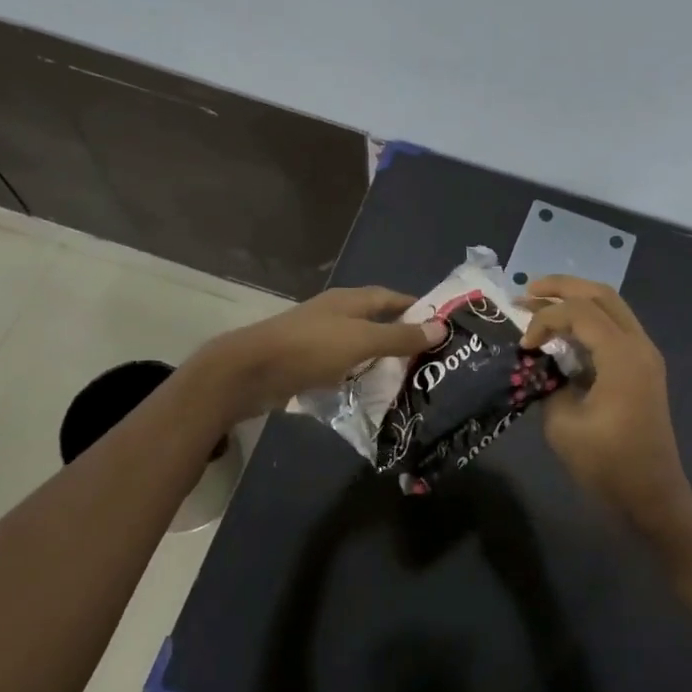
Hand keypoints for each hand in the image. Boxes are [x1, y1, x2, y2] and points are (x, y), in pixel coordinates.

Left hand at [192, 286, 446, 422]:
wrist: (249, 372)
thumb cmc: (310, 349)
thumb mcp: (361, 341)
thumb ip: (400, 337)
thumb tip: (442, 327)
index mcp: (350, 300)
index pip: (392, 298)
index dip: (416, 308)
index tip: (441, 327)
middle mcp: (336, 314)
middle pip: (376, 321)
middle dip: (401, 337)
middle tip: (430, 360)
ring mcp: (318, 338)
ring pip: (358, 346)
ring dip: (379, 360)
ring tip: (407, 380)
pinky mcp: (306, 362)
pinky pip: (341, 367)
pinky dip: (357, 376)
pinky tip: (368, 394)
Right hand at [520, 276, 691, 537]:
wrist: (652, 495)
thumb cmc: (607, 464)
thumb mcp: (563, 424)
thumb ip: (550, 382)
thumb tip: (545, 364)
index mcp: (622, 356)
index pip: (579, 312)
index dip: (544, 318)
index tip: (524, 344)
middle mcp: (639, 345)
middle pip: (600, 294)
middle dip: (561, 287)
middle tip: (526, 290)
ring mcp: (645, 354)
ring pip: (611, 307)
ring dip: (576, 300)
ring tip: (540, 302)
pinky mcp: (643, 367)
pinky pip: (615, 328)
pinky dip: (588, 321)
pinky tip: (564, 332)